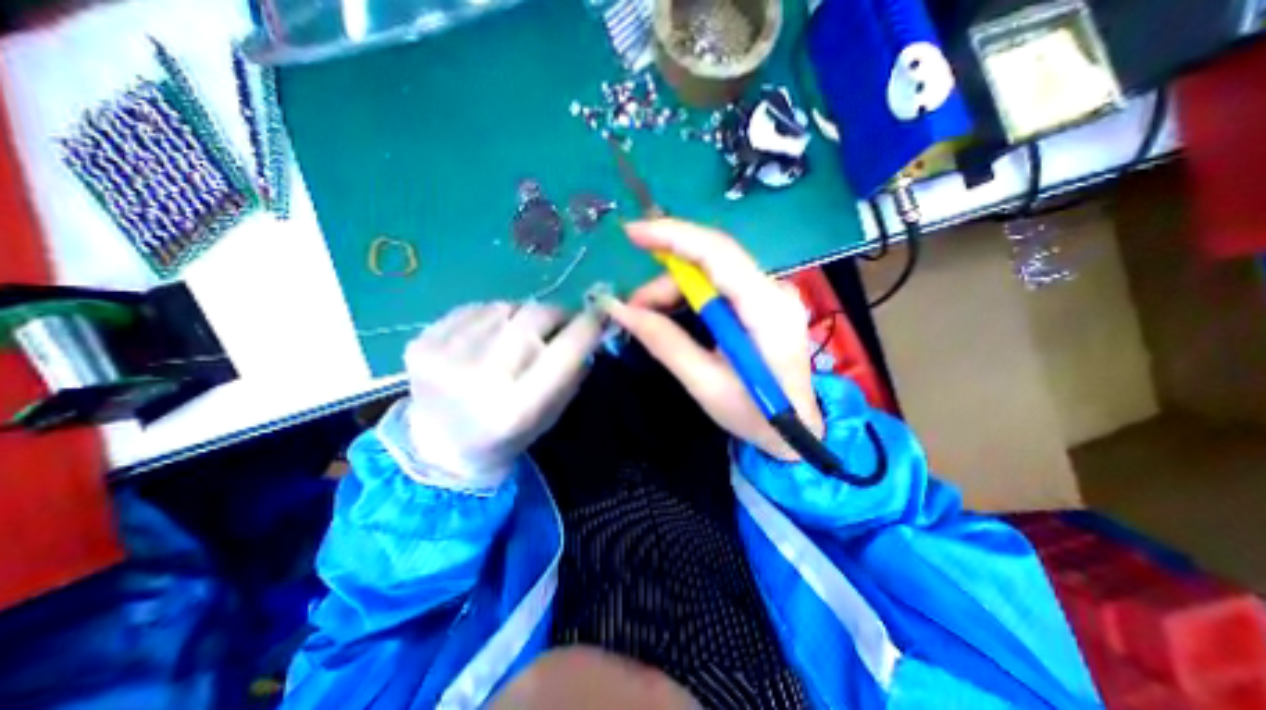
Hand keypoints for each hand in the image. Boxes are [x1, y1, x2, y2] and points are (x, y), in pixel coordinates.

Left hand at [394, 302, 605, 490]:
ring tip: (520, 334)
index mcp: (516, 408)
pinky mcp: (421, 341)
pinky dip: (493, 316)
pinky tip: (489, 336)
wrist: (439, 445)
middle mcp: (478, 379)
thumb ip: (572, 373)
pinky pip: (475, 308)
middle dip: (556, 313)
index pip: (564, 351)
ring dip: (523, 315)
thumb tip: (589, 330)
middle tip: (561, 321)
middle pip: (533, 318)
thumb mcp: (550, 415)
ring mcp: (443, 356)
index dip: (586, 327)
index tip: (598, 314)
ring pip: (505, 307)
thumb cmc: (506, 436)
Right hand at [601, 219, 822, 460]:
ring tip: (647, 317)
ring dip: (674, 289)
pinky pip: (719, 284)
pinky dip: (689, 296)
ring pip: (712, 272)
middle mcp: (773, 290)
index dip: (673, 236)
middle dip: (665, 279)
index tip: (632, 233)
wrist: (794, 430)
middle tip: (633, 308)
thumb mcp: (703, 383)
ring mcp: (771, 294)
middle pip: (711, 262)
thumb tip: (620, 310)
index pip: (719, 253)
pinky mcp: (763, 302)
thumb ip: (664, 342)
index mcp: (766, 310)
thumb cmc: (753, 414)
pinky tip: (672, 314)